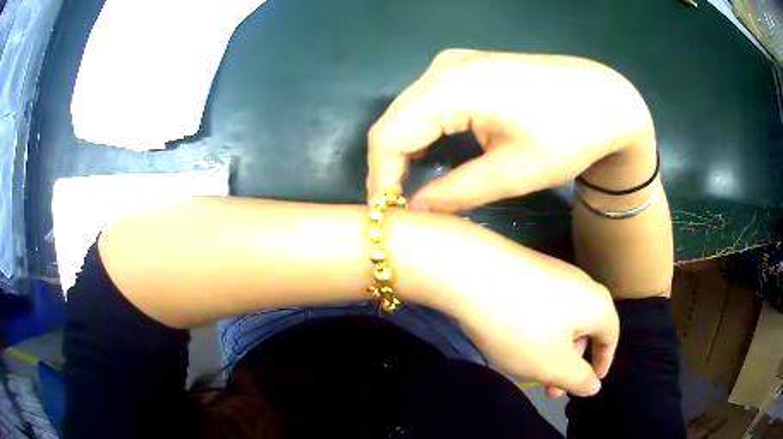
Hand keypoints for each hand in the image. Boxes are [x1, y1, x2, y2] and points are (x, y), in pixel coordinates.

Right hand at [367, 49, 656, 211]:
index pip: (390, 135)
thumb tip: (413, 210)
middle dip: (388, 166)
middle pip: (394, 121)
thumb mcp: (513, 173)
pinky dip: (421, 133)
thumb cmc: (568, 135)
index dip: (380, 178)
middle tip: (394, 209)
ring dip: (403, 150)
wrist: (604, 99)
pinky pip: (427, 102)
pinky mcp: (466, 68)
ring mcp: (454, 63)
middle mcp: (443, 67)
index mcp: (451, 86)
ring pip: (408, 111)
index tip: (385, 216)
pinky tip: (428, 157)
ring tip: (407, 189)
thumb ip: (455, 192)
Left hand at [392, 212, 618, 396]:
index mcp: (596, 304)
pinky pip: (542, 308)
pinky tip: (515, 343)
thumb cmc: (522, 327)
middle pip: (585, 329)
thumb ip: (578, 379)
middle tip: (551, 389)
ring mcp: (552, 273)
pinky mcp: (527, 271)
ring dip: (552, 350)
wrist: (472, 273)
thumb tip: (595, 385)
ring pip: (562, 321)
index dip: (603, 362)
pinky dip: (537, 331)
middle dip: (571, 363)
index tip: (592, 383)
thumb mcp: (553, 365)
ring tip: (530, 371)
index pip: (611, 336)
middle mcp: (580, 283)